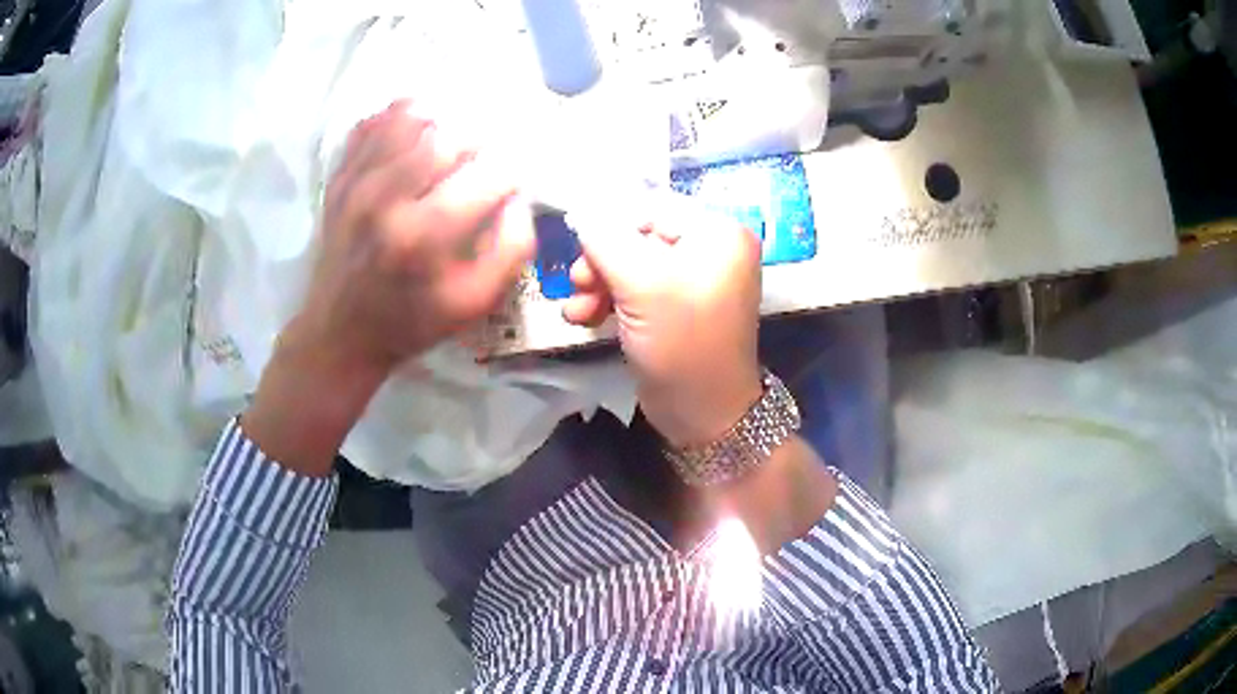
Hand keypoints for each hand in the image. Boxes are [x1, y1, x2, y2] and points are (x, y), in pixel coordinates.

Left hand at [299, 101, 534, 380]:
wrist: (339, 333)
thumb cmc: (410, 321)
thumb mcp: (472, 305)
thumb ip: (510, 251)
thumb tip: (519, 200)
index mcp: (424, 236)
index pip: (488, 175)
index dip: (510, 175)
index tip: (509, 185)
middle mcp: (386, 199)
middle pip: (447, 136)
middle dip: (477, 143)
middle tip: (479, 162)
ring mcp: (356, 183)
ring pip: (408, 119)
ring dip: (440, 123)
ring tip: (449, 142)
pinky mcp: (339, 178)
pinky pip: (371, 124)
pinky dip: (396, 118)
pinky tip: (412, 132)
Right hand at [563, 195, 763, 447]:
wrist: (702, 415)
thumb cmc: (682, 343)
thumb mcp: (641, 285)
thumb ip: (604, 239)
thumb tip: (580, 209)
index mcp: (717, 232)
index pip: (651, 206)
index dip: (610, 224)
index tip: (577, 246)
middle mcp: (709, 248)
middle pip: (638, 234)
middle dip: (601, 260)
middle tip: (578, 282)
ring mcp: (692, 279)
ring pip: (630, 263)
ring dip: (597, 283)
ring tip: (578, 309)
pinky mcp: (674, 306)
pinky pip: (635, 288)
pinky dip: (608, 300)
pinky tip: (584, 318)